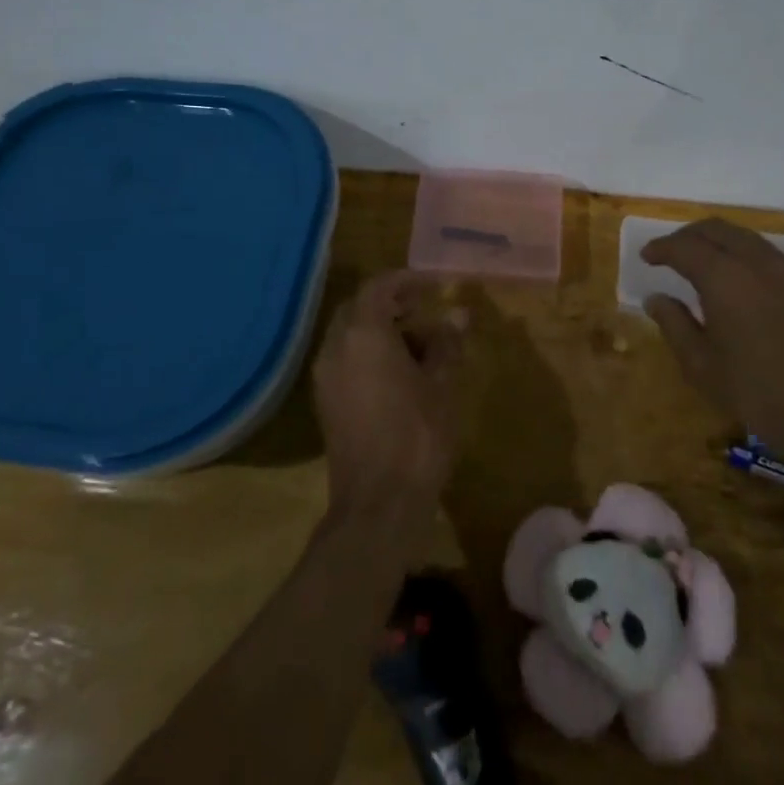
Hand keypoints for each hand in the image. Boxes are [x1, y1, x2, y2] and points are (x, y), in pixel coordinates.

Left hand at [312, 271, 465, 542]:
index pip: (379, 286)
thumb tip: (458, 314)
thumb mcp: (442, 384)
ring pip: (350, 335)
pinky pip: (345, 359)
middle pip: (360, 308)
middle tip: (425, 311)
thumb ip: (447, 343)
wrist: (378, 504)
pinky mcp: (325, 402)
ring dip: (381, 330)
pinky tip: (399, 374)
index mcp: (363, 334)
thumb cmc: (417, 435)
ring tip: (420, 346)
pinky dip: (369, 353)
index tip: (434, 285)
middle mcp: (335, 347)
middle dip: (392, 304)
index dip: (407, 280)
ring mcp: (325, 376)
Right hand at [640, 219, 783, 450]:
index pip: (684, 247)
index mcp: (724, 277)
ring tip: (699, 262)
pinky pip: (763, 252)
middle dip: (687, 236)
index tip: (646, 257)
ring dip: (716, 241)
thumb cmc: (760, 393)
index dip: (661, 248)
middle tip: (668, 253)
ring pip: (743, 236)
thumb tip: (656, 299)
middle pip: (715, 229)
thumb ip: (675, 325)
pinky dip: (740, 252)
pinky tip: (734, 278)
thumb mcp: (703, 367)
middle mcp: (755, 261)